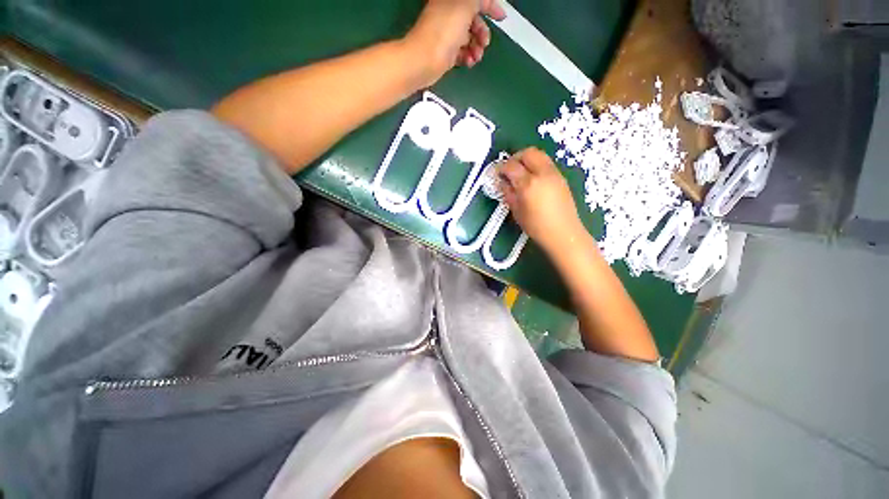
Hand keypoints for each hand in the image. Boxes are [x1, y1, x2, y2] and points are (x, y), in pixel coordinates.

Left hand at [405, 0, 505, 86]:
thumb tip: (485, 2)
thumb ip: (479, 0)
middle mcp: (450, 15)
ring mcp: (447, 34)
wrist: (424, 60)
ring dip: (477, 47)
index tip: (501, 17)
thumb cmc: (444, 31)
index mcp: (453, 0)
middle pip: (474, 21)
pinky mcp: (446, 52)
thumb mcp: (466, 5)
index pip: (477, 1)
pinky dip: (468, 57)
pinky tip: (469, 62)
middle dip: (483, 32)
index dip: (491, 6)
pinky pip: (462, 52)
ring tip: (476, 56)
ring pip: (469, 39)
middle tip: (484, 43)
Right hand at [498, 148, 586, 254]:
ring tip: (521, 173)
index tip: (497, 174)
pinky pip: (546, 163)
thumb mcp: (517, 211)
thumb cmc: (537, 226)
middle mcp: (542, 173)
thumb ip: (508, 193)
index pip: (511, 166)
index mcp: (528, 184)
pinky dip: (536, 165)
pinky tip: (533, 179)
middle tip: (509, 170)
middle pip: (528, 153)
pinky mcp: (561, 177)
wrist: (564, 233)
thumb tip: (503, 182)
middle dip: (515, 158)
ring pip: (539, 155)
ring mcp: (554, 173)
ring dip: (527, 159)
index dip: (501, 168)